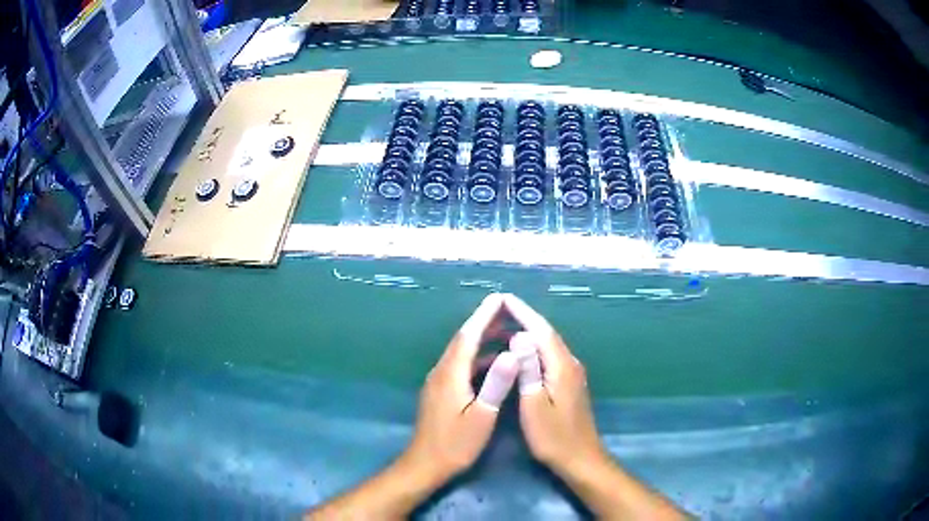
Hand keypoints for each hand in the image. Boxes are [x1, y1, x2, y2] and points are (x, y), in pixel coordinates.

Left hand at [402, 293, 519, 485]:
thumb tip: (513, 351)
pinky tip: (494, 363)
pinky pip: (460, 365)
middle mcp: (442, 372)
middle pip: (463, 340)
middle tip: (506, 309)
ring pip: (461, 352)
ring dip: (481, 339)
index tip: (499, 297)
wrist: (426, 464)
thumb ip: (496, 384)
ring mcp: (439, 382)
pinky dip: (477, 358)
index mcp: (451, 374)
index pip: (468, 336)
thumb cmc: (456, 444)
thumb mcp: (481, 416)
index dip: (483, 315)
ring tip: (506, 331)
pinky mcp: (440, 391)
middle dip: (483, 322)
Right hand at [503, 295, 607, 478]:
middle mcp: (570, 364)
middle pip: (547, 334)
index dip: (523, 312)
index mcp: (561, 366)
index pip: (541, 330)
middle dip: (525, 317)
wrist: (580, 458)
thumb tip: (520, 336)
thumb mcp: (535, 406)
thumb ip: (529, 371)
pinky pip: (550, 356)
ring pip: (549, 345)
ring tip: (506, 324)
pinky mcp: (570, 384)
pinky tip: (522, 352)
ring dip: (530, 331)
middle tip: (500, 308)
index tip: (504, 298)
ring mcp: (572, 374)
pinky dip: (535, 347)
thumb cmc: (553, 437)